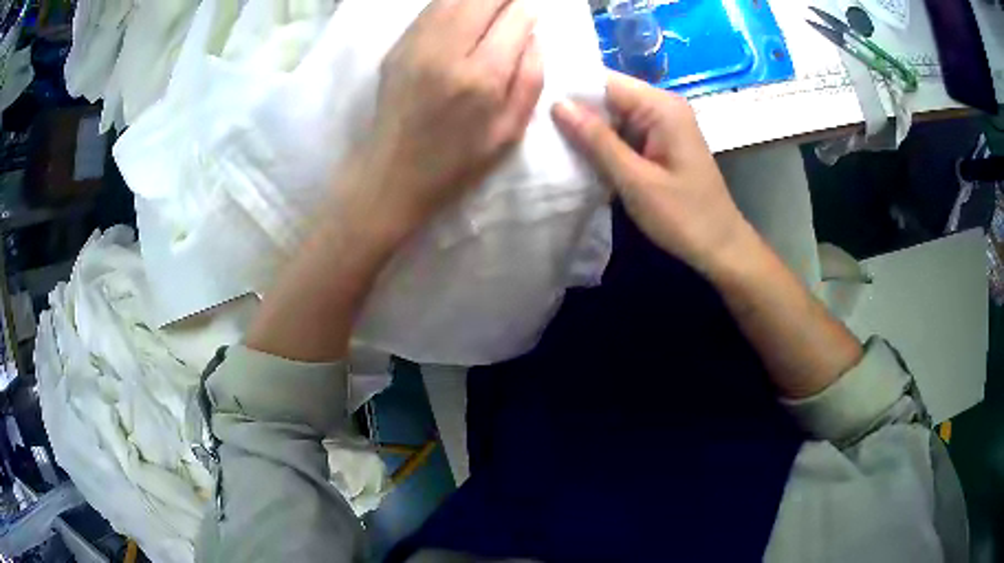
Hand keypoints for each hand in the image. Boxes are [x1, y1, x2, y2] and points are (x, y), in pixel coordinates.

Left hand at [344, 0, 544, 241]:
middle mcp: (447, 52)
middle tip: (511, 7)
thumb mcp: (510, 130)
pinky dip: (452, 3)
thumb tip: (533, 34)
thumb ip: (531, 78)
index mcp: (482, 77)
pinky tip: (463, 11)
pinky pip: (430, 8)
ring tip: (490, 7)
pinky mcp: (396, 47)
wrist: (394, 173)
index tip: (530, 16)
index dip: (527, 12)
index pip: (514, 19)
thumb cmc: (459, 160)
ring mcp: (416, 46)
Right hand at [552, 71, 750, 275]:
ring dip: (586, 129)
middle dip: (575, 111)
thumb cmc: (683, 216)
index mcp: (661, 107)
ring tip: (546, 140)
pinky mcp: (659, 142)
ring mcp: (661, 124)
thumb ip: (597, 140)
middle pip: (608, 96)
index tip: (532, 104)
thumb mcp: (635, 180)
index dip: (569, 89)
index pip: (605, 81)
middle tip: (533, 126)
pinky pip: (623, 133)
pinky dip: (602, 144)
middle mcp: (662, 106)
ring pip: (612, 116)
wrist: (720, 247)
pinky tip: (576, 155)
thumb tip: (558, 105)